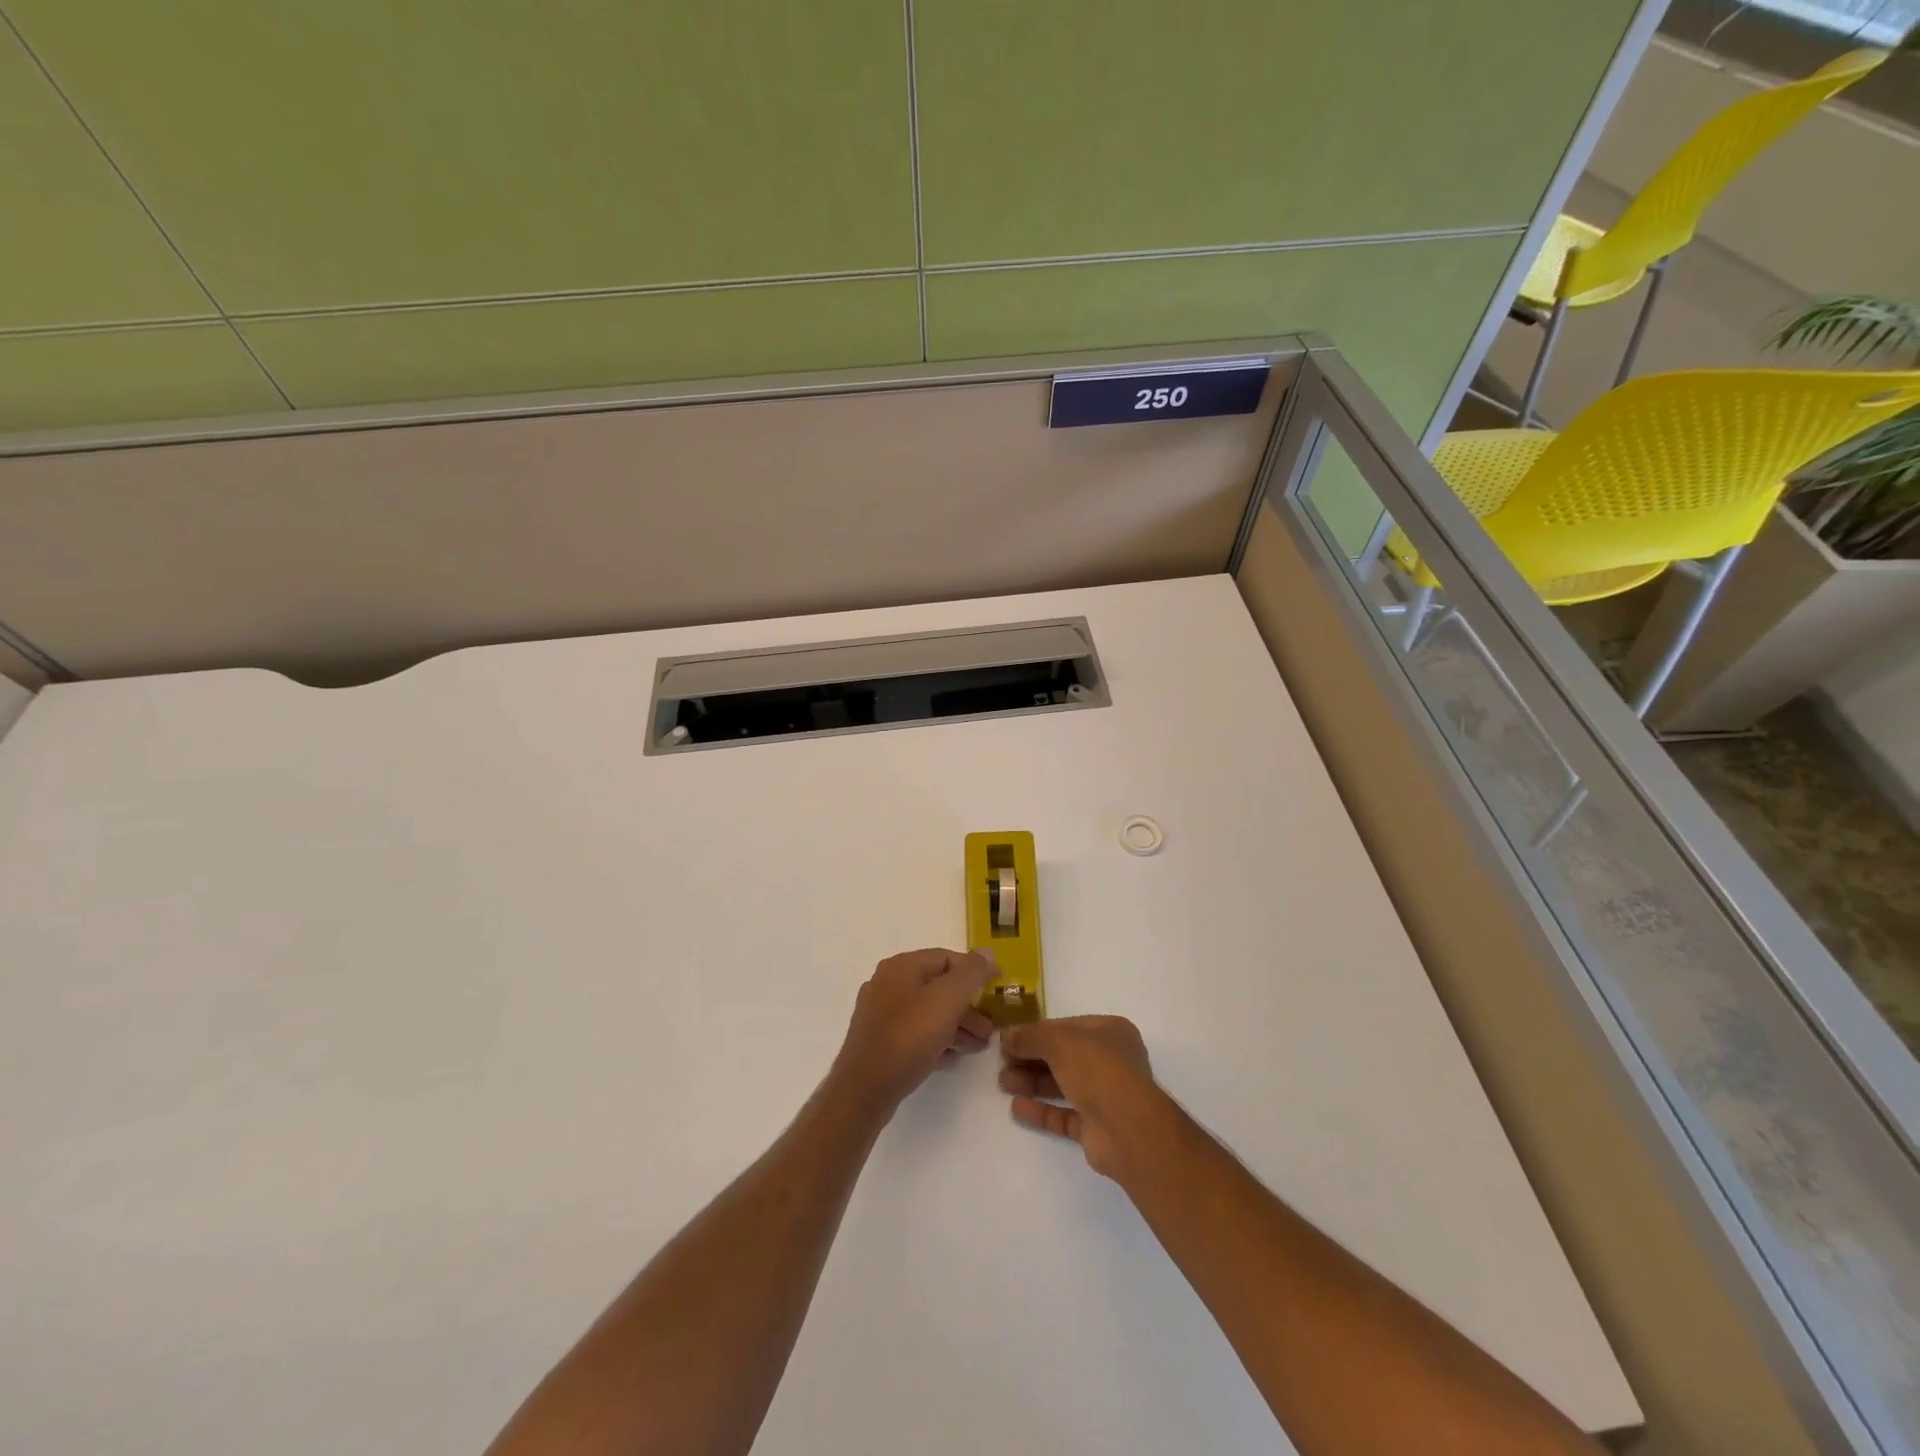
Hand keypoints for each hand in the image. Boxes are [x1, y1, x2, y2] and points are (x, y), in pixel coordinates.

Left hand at [829, 949, 997, 1115]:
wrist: (864, 1090)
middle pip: (938, 986)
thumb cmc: (908, 1037)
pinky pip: (914, 1032)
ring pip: (927, 1011)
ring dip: (956, 1025)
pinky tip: (950, 1058)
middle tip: (989, 1029)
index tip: (997, 989)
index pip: (947, 957)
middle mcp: (888, 983)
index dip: (975, 971)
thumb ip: (971, 973)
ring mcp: (880, 1013)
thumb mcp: (947, 1000)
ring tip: (977, 1046)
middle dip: (968, 1006)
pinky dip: (936, 1040)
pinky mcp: (879, 1040)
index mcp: (901, 966)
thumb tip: (987, 951)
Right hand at [999, 1016, 1172, 1179]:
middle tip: (1001, 1063)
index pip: (1066, 1027)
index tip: (1008, 1039)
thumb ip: (1030, 1036)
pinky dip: (1041, 1110)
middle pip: (1062, 1056)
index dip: (1035, 1032)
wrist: (1128, 1129)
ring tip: (1003, 1083)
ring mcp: (1105, 1095)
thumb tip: (1006, 1036)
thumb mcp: (1059, 1041)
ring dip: (1032, 1082)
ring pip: (1062, 1085)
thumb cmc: (1098, 1070)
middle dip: (1030, 1058)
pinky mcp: (1096, 1127)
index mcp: (1109, 1032)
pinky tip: (1017, 1107)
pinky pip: (1063, 1114)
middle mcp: (1110, 1061)